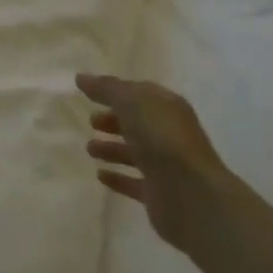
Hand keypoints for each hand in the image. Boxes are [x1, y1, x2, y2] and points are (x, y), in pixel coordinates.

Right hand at [78, 74, 237, 252]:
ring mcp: (166, 165)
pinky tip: (100, 175)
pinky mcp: (158, 193)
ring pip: (135, 153)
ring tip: (89, 149)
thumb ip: (106, 88)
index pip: (140, 94)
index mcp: (168, 108)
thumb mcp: (131, 102)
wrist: (191, 194)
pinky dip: (117, 177)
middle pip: (138, 123)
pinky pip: (133, 182)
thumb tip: (81, 77)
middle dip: (114, 120)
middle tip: (91, 122)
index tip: (89, 93)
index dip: (116, 91)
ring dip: (112, 149)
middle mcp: (169, 134)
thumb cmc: (161, 139)